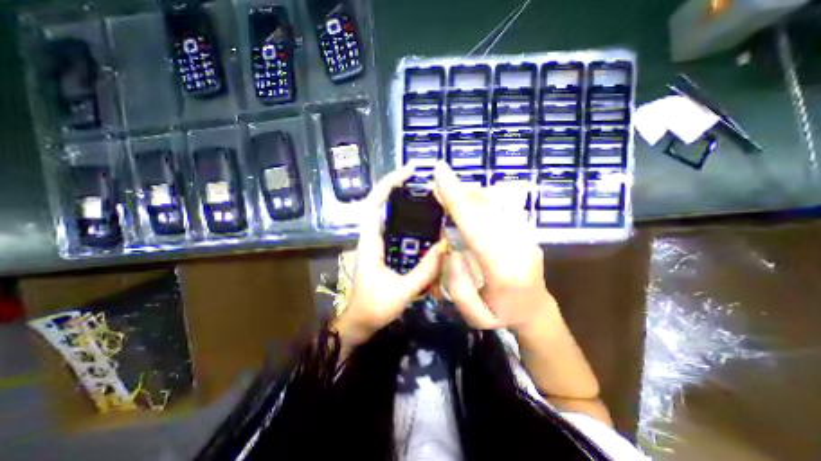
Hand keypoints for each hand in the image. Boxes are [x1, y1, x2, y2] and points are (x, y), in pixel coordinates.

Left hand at [334, 168, 447, 347]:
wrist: (361, 321)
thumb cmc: (375, 307)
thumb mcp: (402, 291)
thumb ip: (424, 271)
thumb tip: (445, 246)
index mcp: (369, 242)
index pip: (374, 204)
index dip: (389, 184)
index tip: (408, 171)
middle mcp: (371, 236)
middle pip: (380, 202)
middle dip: (397, 186)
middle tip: (422, 180)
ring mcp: (376, 242)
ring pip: (388, 213)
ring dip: (403, 200)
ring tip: (426, 195)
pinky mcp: (383, 248)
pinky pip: (394, 227)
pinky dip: (407, 218)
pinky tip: (424, 220)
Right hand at [432, 161, 553, 330]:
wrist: (536, 310)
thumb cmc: (502, 315)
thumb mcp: (474, 316)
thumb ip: (457, 286)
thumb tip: (451, 249)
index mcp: (502, 270)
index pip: (475, 226)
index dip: (456, 198)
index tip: (440, 172)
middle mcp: (518, 246)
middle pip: (485, 207)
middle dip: (460, 191)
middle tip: (440, 182)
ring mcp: (527, 236)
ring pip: (496, 202)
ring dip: (471, 193)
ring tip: (452, 193)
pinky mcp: (528, 231)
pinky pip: (503, 205)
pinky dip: (483, 198)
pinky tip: (471, 202)